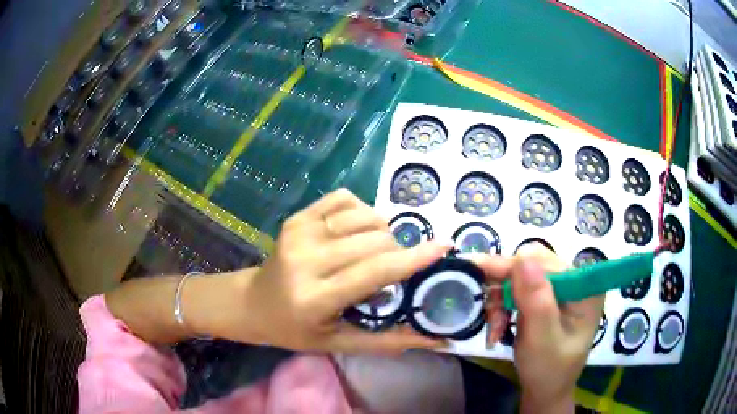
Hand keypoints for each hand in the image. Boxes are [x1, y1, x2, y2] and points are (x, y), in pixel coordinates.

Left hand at [196, 189, 448, 352]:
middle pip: (375, 240)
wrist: (253, 303)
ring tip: (373, 252)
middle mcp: (306, 259)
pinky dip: (362, 212)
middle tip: (391, 270)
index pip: (374, 271)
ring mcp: (299, 232)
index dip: (413, 258)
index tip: (443, 247)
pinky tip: (356, 232)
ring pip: (365, 216)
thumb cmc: (296, 329)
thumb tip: (435, 340)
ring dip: (382, 232)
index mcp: (315, 297)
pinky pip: (345, 199)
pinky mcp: (297, 217)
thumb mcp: (339, 343)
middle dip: (397, 252)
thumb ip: (388, 341)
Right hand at [474, 243, 604, 413]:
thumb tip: (523, 255)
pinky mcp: (545, 298)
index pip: (544, 262)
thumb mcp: (543, 340)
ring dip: (499, 302)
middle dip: (503, 290)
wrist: (545, 391)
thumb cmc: (548, 370)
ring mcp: (559, 289)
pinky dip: (502, 308)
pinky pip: (516, 290)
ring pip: (518, 277)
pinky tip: (499, 328)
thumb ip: (536, 300)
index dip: (511, 267)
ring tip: (495, 330)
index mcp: (584, 287)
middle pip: (530, 266)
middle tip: (487, 313)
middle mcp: (574, 280)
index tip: (476, 271)